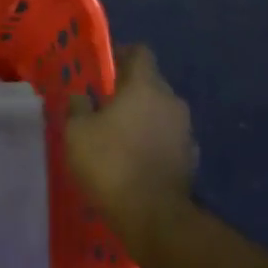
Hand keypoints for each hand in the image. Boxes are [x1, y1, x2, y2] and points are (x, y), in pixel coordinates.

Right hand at [66, 44, 196, 234]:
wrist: (152, 214)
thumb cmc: (110, 164)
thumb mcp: (77, 132)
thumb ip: (77, 107)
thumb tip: (80, 96)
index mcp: (145, 86)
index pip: (140, 52)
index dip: (121, 54)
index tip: (103, 68)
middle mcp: (171, 101)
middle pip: (151, 82)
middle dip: (129, 89)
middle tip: (103, 104)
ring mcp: (185, 129)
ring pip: (160, 111)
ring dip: (142, 116)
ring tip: (117, 134)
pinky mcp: (190, 156)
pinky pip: (168, 137)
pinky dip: (152, 140)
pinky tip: (135, 158)